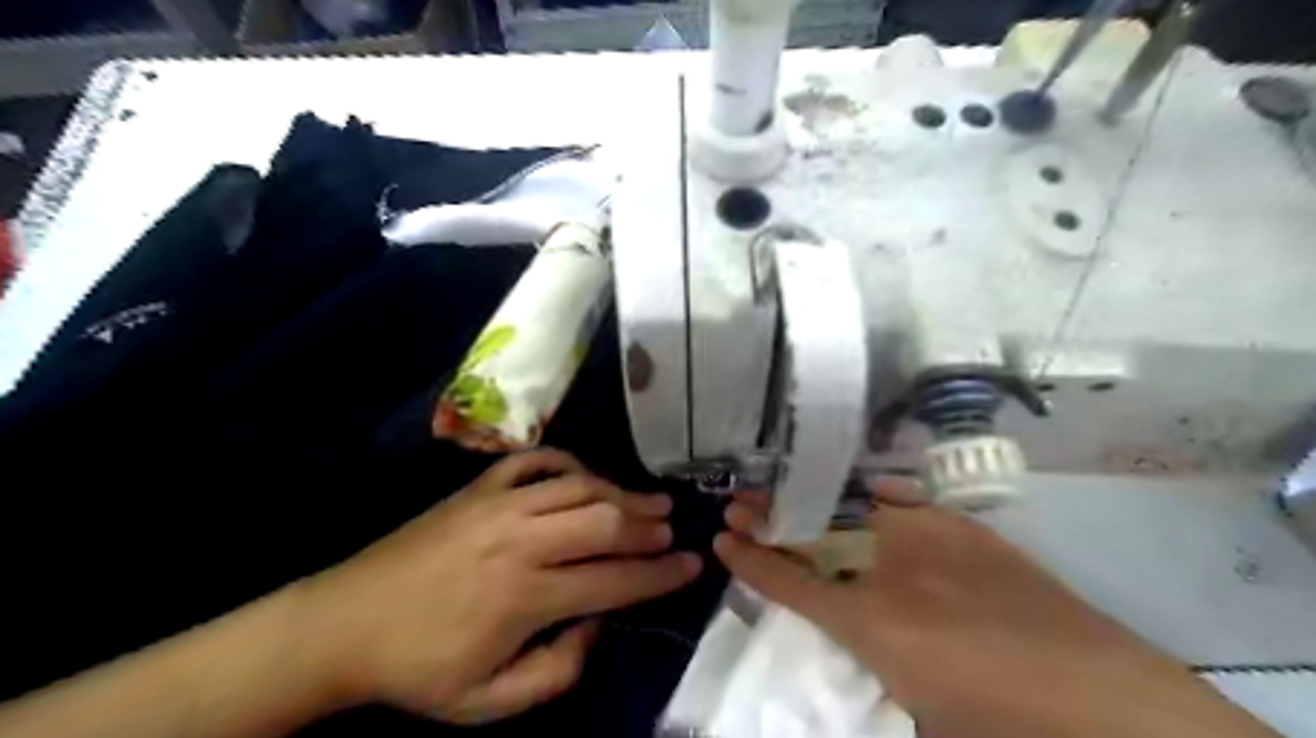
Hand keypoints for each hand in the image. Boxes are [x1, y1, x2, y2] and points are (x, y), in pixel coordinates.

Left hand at [294, 446, 696, 721]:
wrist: (344, 623)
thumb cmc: (418, 668)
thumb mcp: (487, 702)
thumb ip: (556, 672)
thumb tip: (596, 625)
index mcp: (524, 597)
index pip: (613, 580)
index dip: (660, 575)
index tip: (692, 565)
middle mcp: (520, 541)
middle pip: (604, 522)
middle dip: (648, 526)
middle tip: (673, 529)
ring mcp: (498, 504)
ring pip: (579, 487)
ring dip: (621, 492)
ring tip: (650, 500)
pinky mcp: (478, 487)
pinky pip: (535, 460)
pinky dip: (568, 462)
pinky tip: (585, 475)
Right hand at [714, 482, 1281, 737]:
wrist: (1105, 703)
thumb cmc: (1001, 726)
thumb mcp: (915, 708)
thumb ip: (868, 654)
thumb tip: (844, 621)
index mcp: (872, 625)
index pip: (791, 583)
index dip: (751, 561)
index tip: (722, 540)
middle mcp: (891, 572)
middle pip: (813, 536)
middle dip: (769, 519)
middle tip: (736, 504)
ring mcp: (931, 541)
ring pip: (853, 510)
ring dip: (813, 501)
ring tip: (782, 488)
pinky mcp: (966, 529)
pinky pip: (908, 500)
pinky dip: (878, 494)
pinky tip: (862, 487)